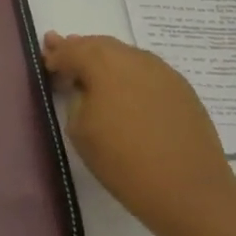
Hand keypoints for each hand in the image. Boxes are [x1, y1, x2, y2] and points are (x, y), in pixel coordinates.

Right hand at [41, 32, 235, 231]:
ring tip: (93, 75)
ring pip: (124, 55)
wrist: (189, 190)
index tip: (46, 65)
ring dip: (105, 61)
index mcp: (103, 63)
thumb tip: (83, 87)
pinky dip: (129, 75)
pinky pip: (145, 71)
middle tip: (64, 58)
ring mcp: (161, 70)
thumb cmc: (124, 161)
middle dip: (79, 50)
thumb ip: (75, 98)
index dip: (56, 57)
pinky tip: (125, 91)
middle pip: (98, 45)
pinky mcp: (181, 87)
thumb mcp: (80, 130)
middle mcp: (132, 57)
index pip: (71, 51)